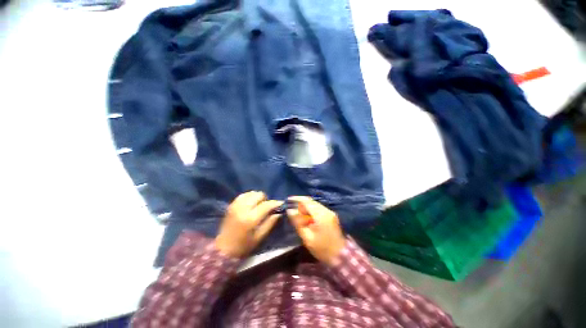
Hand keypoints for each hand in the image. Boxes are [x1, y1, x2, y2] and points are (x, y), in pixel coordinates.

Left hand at [215, 191, 282, 257]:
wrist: (223, 249)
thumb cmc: (243, 246)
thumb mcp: (259, 237)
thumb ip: (270, 223)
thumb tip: (279, 212)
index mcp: (250, 219)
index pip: (266, 205)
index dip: (275, 203)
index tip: (281, 204)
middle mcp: (242, 209)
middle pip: (258, 195)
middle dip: (265, 199)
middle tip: (266, 207)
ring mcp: (235, 205)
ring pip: (251, 193)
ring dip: (257, 197)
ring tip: (258, 206)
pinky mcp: (231, 205)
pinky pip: (243, 195)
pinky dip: (249, 197)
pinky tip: (250, 204)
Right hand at [287, 196, 345, 265]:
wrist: (340, 256)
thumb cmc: (322, 249)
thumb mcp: (307, 237)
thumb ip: (298, 222)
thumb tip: (290, 210)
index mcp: (320, 215)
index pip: (307, 202)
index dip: (297, 199)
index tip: (288, 199)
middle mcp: (326, 210)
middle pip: (311, 201)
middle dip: (301, 202)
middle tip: (292, 207)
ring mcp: (330, 212)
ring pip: (315, 204)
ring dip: (306, 206)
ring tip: (297, 212)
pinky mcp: (331, 215)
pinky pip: (319, 208)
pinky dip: (311, 209)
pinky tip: (306, 215)